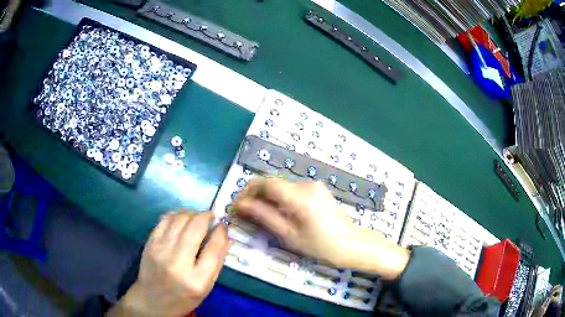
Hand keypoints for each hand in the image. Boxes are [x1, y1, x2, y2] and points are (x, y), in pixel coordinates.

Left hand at [108, 212, 230, 316]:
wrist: (152, 301)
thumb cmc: (183, 297)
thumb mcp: (206, 287)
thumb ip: (217, 261)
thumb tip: (225, 235)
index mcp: (197, 280)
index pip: (214, 247)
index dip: (221, 231)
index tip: (223, 224)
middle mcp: (177, 263)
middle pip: (195, 227)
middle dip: (206, 216)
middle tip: (211, 217)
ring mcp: (160, 251)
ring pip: (179, 219)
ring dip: (191, 213)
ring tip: (196, 218)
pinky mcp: (150, 243)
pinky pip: (164, 220)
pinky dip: (176, 215)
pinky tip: (181, 219)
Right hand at [233, 178, 409, 278]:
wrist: (350, 244)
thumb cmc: (319, 246)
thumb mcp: (289, 234)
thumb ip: (264, 216)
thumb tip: (240, 205)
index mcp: (300, 197)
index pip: (266, 183)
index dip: (248, 191)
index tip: (238, 204)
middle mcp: (306, 185)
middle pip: (273, 182)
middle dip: (256, 194)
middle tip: (246, 211)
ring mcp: (314, 185)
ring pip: (281, 185)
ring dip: (267, 196)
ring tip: (260, 213)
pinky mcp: (317, 189)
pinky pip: (292, 189)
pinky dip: (280, 197)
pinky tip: (279, 211)